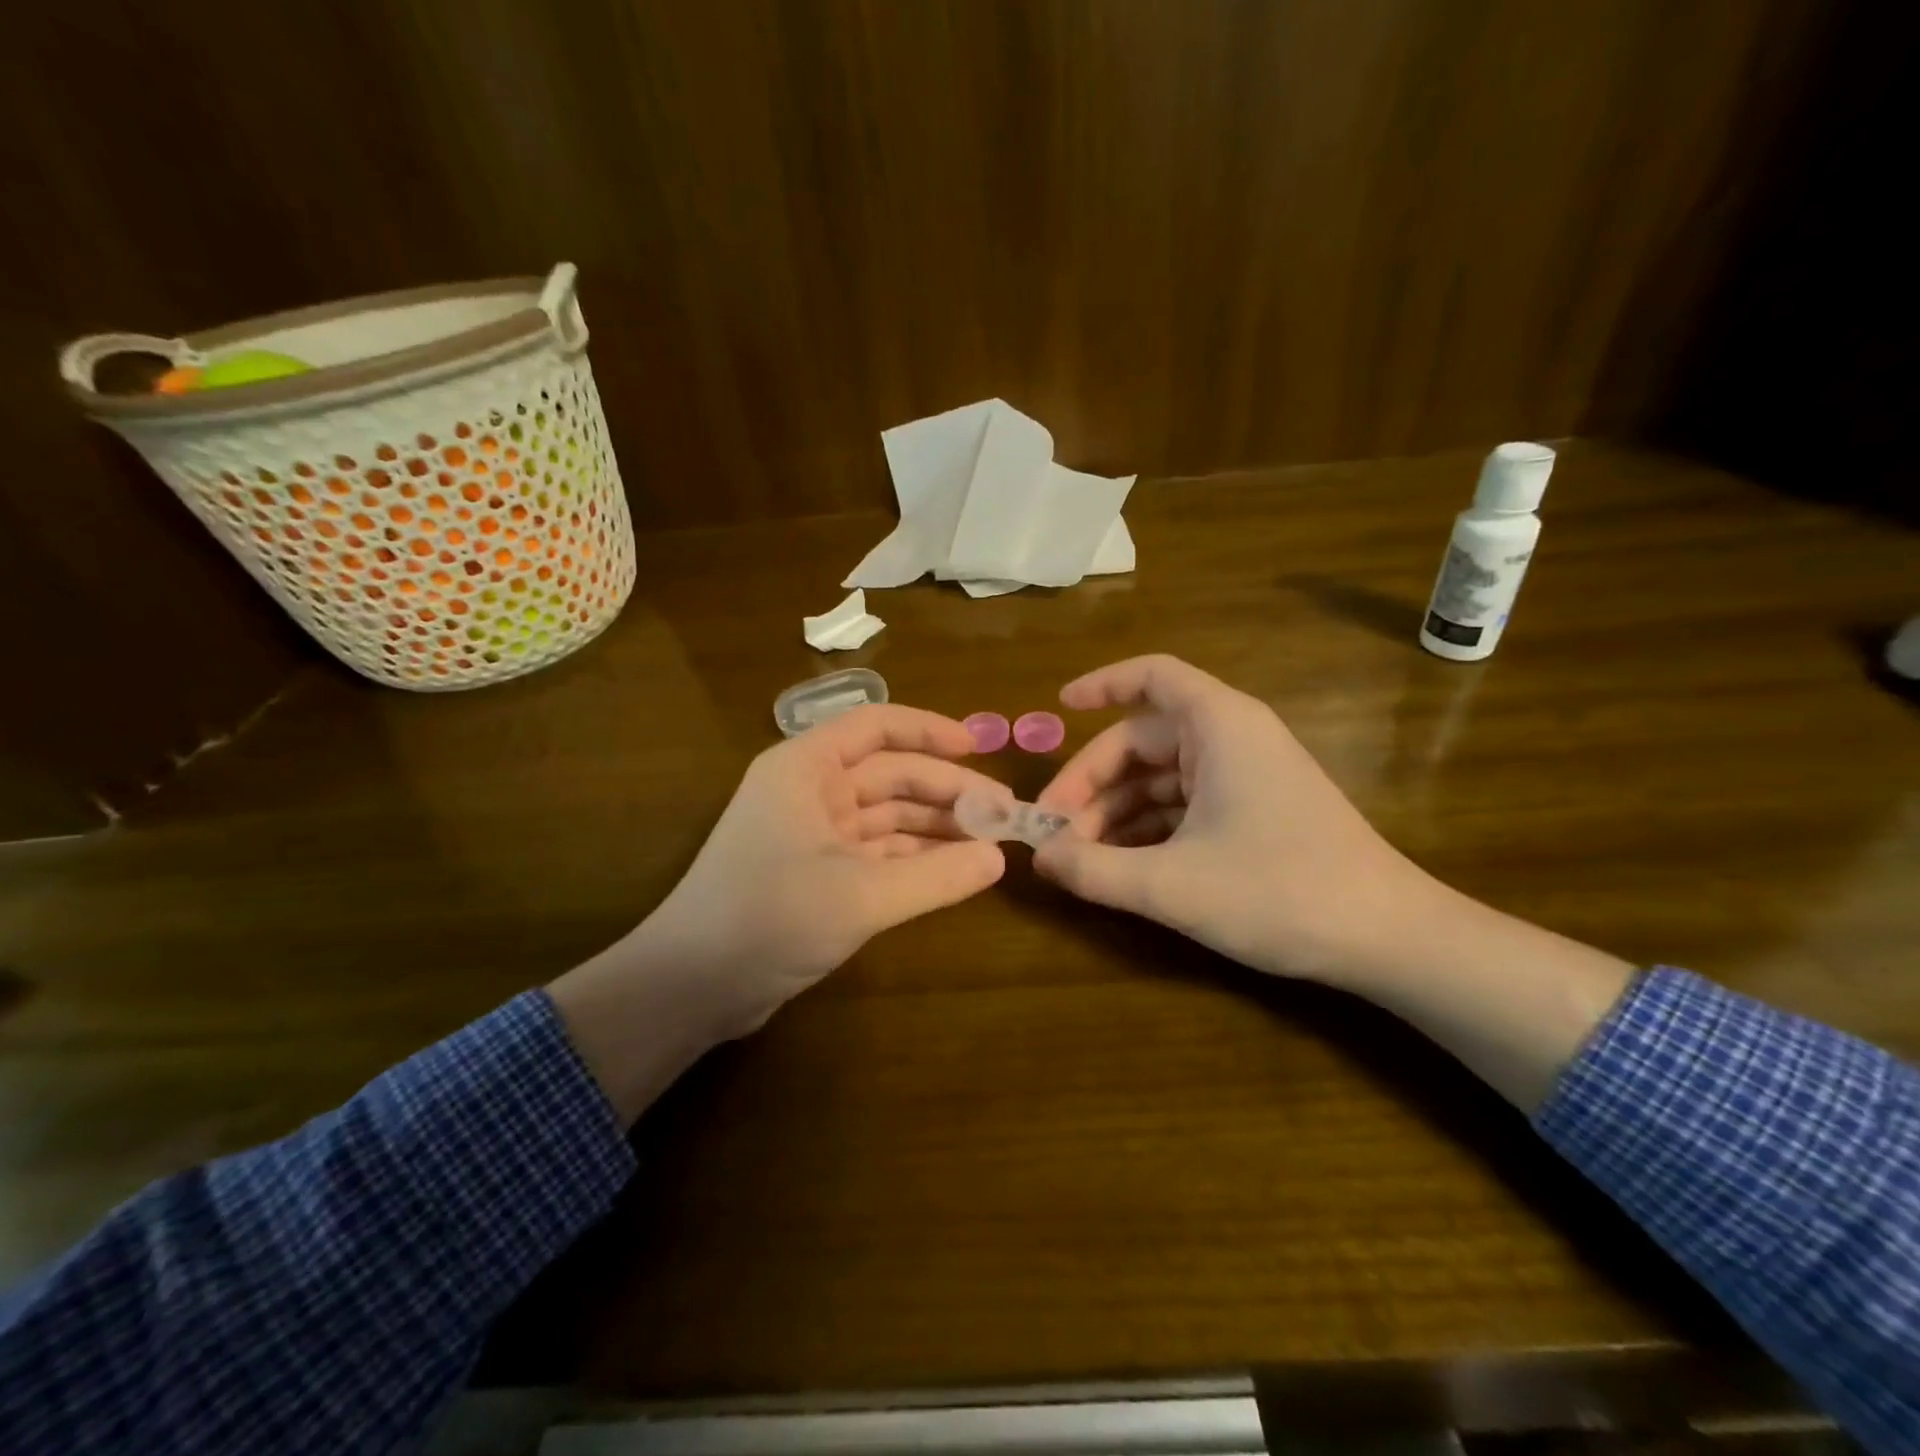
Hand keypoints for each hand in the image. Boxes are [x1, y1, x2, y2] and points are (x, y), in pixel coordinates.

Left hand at [551, 704, 1005, 1119]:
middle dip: (946, 790)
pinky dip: (915, 860)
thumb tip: (999, 859)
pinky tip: (954, 871)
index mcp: (806, 768)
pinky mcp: (818, 873)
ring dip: (935, 827)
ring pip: (887, 816)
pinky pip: (878, 852)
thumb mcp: (860, 895)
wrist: (691, 987)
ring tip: (989, 843)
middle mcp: (810, 790)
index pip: (876, 726)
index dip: (930, 731)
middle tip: (1003, 813)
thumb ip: (936, 876)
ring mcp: (813, 833)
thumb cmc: (769, 918)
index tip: (981, 747)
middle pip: (890, 774)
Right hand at [1033, 655, 1442, 989]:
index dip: (1101, 684)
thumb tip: (1040, 859)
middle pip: (1143, 739)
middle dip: (1092, 782)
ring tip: (1078, 860)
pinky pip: (1184, 806)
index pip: (1152, 676)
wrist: (1390, 940)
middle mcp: (1232, 739)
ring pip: (1160, 778)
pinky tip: (1119, 867)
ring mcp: (1245, 777)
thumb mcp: (1172, 885)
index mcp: (1220, 726)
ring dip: (1115, 813)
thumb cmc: (1280, 892)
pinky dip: (1147, 829)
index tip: (1058, 707)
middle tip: (1053, 832)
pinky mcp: (1254, 813)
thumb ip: (1095, 870)